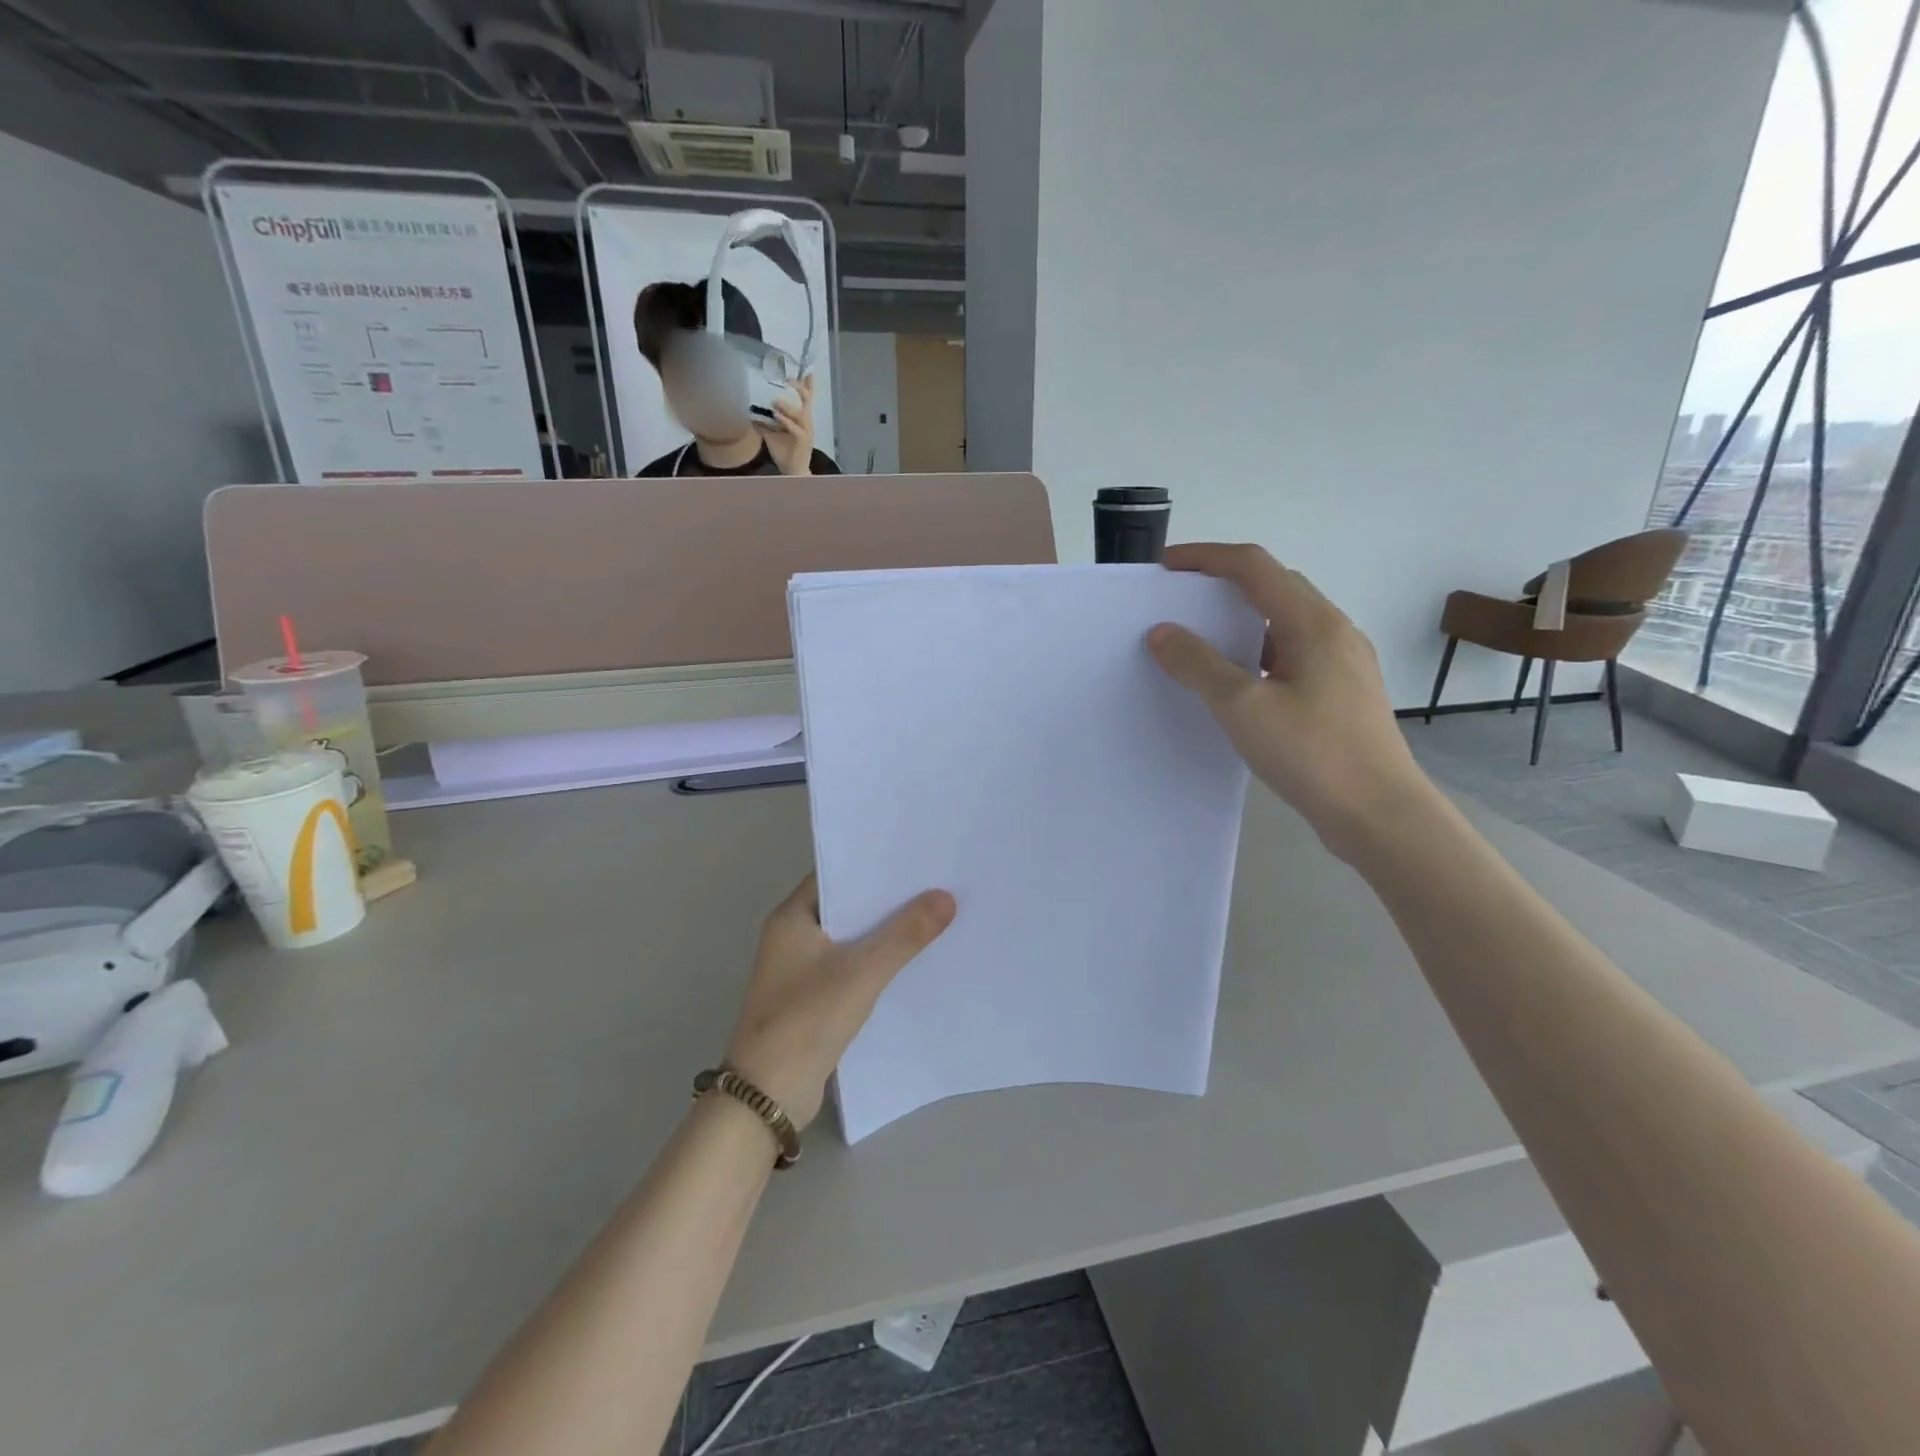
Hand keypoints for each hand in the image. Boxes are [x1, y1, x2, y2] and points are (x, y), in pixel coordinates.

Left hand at [724, 874, 955, 1128]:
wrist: (768, 1095)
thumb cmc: (807, 1019)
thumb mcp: (862, 971)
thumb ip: (905, 934)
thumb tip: (946, 897)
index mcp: (791, 918)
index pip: (835, 875)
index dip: (873, 865)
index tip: (914, 857)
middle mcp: (792, 938)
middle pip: (846, 907)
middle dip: (886, 900)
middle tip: (934, 884)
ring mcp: (801, 971)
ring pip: (851, 940)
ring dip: (884, 933)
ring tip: (933, 916)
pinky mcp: (813, 999)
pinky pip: (851, 968)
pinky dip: (877, 963)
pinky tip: (912, 962)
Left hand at [757, 374, 816, 475]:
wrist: (792, 470)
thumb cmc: (785, 451)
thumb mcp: (771, 433)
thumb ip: (763, 422)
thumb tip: (748, 412)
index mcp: (801, 418)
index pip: (807, 398)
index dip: (808, 385)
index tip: (806, 371)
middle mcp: (806, 422)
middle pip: (807, 401)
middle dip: (800, 388)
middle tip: (789, 379)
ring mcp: (805, 431)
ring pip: (801, 414)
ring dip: (788, 406)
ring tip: (776, 401)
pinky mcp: (802, 441)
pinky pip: (796, 429)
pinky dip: (787, 422)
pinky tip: (777, 416)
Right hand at [1147, 543, 1434, 861]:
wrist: (1379, 813)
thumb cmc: (1312, 753)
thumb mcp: (1242, 707)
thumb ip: (1198, 665)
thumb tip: (1162, 632)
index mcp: (1312, 622)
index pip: (1253, 566)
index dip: (1206, 558)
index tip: (1165, 568)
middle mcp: (1333, 631)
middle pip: (1272, 587)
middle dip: (1222, 585)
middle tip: (1179, 602)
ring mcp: (1343, 662)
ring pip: (1283, 622)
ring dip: (1240, 621)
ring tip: (1201, 641)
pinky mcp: (1342, 691)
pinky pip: (1292, 653)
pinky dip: (1257, 652)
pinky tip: (1238, 682)